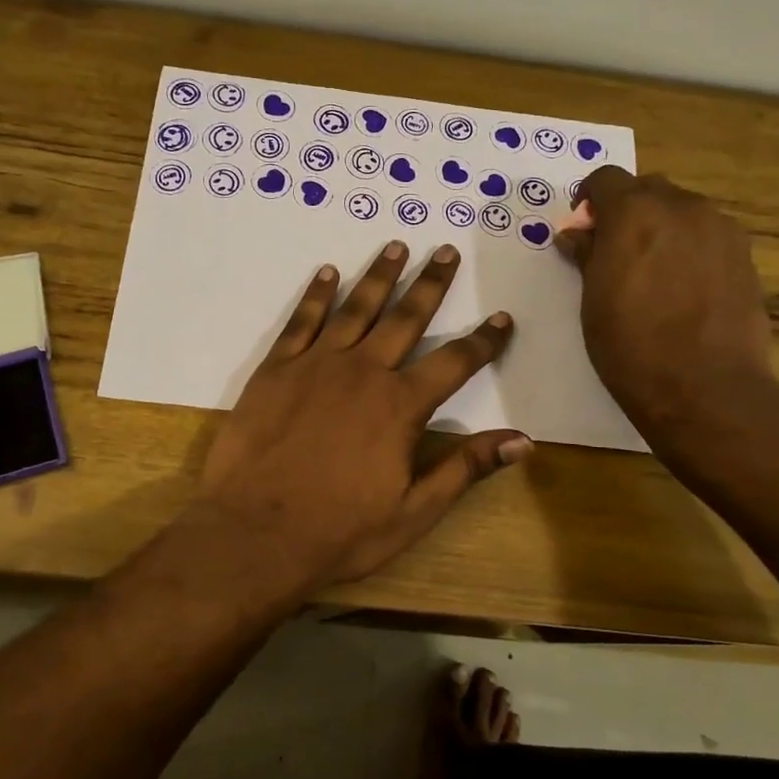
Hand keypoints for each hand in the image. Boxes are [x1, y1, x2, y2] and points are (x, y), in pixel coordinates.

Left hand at [195, 241, 529, 592]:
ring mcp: (315, 365)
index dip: (482, 341)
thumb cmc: (339, 530)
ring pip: (355, 308)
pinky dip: (316, 294)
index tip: (501, 317)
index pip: (454, 363)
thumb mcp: (413, 511)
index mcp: (400, 406)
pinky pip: (301, 321)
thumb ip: (465, 468)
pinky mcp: (275, 369)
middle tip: (445, 250)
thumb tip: (523, 441)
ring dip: (378, 276)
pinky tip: (327, 273)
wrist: (255, 532)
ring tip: (395, 246)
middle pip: (405, 318)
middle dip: (430, 284)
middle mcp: (363, 371)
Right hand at [557, 168, 773, 437]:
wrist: (704, 387)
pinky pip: (707, 236)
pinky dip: (689, 247)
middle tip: (614, 251)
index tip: (584, 230)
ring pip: (682, 210)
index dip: (589, 200)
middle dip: (627, 210)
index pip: (605, 178)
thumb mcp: (592, 300)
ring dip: (661, 227)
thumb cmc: (631, 345)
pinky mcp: (744, 256)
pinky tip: (682, 288)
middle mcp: (682, 207)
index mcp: (635, 212)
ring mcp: (720, 230)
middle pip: (648, 189)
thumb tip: (576, 233)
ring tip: (651, 272)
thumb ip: (586, 255)